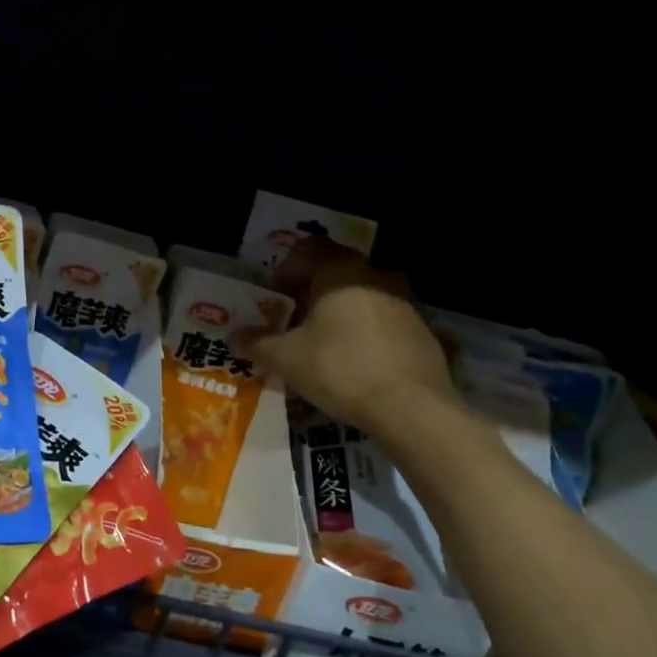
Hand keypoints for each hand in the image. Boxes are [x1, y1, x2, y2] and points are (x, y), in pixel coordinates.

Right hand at [236, 238, 457, 431]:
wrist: (412, 408)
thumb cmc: (340, 369)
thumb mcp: (286, 358)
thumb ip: (257, 343)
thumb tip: (234, 336)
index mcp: (340, 271)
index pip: (307, 249)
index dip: (285, 269)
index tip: (274, 297)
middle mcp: (374, 275)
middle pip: (335, 271)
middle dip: (310, 291)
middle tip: (292, 321)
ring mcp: (404, 302)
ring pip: (361, 295)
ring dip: (339, 311)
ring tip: (322, 342)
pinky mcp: (422, 330)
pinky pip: (383, 320)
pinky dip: (365, 332)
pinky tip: (355, 362)